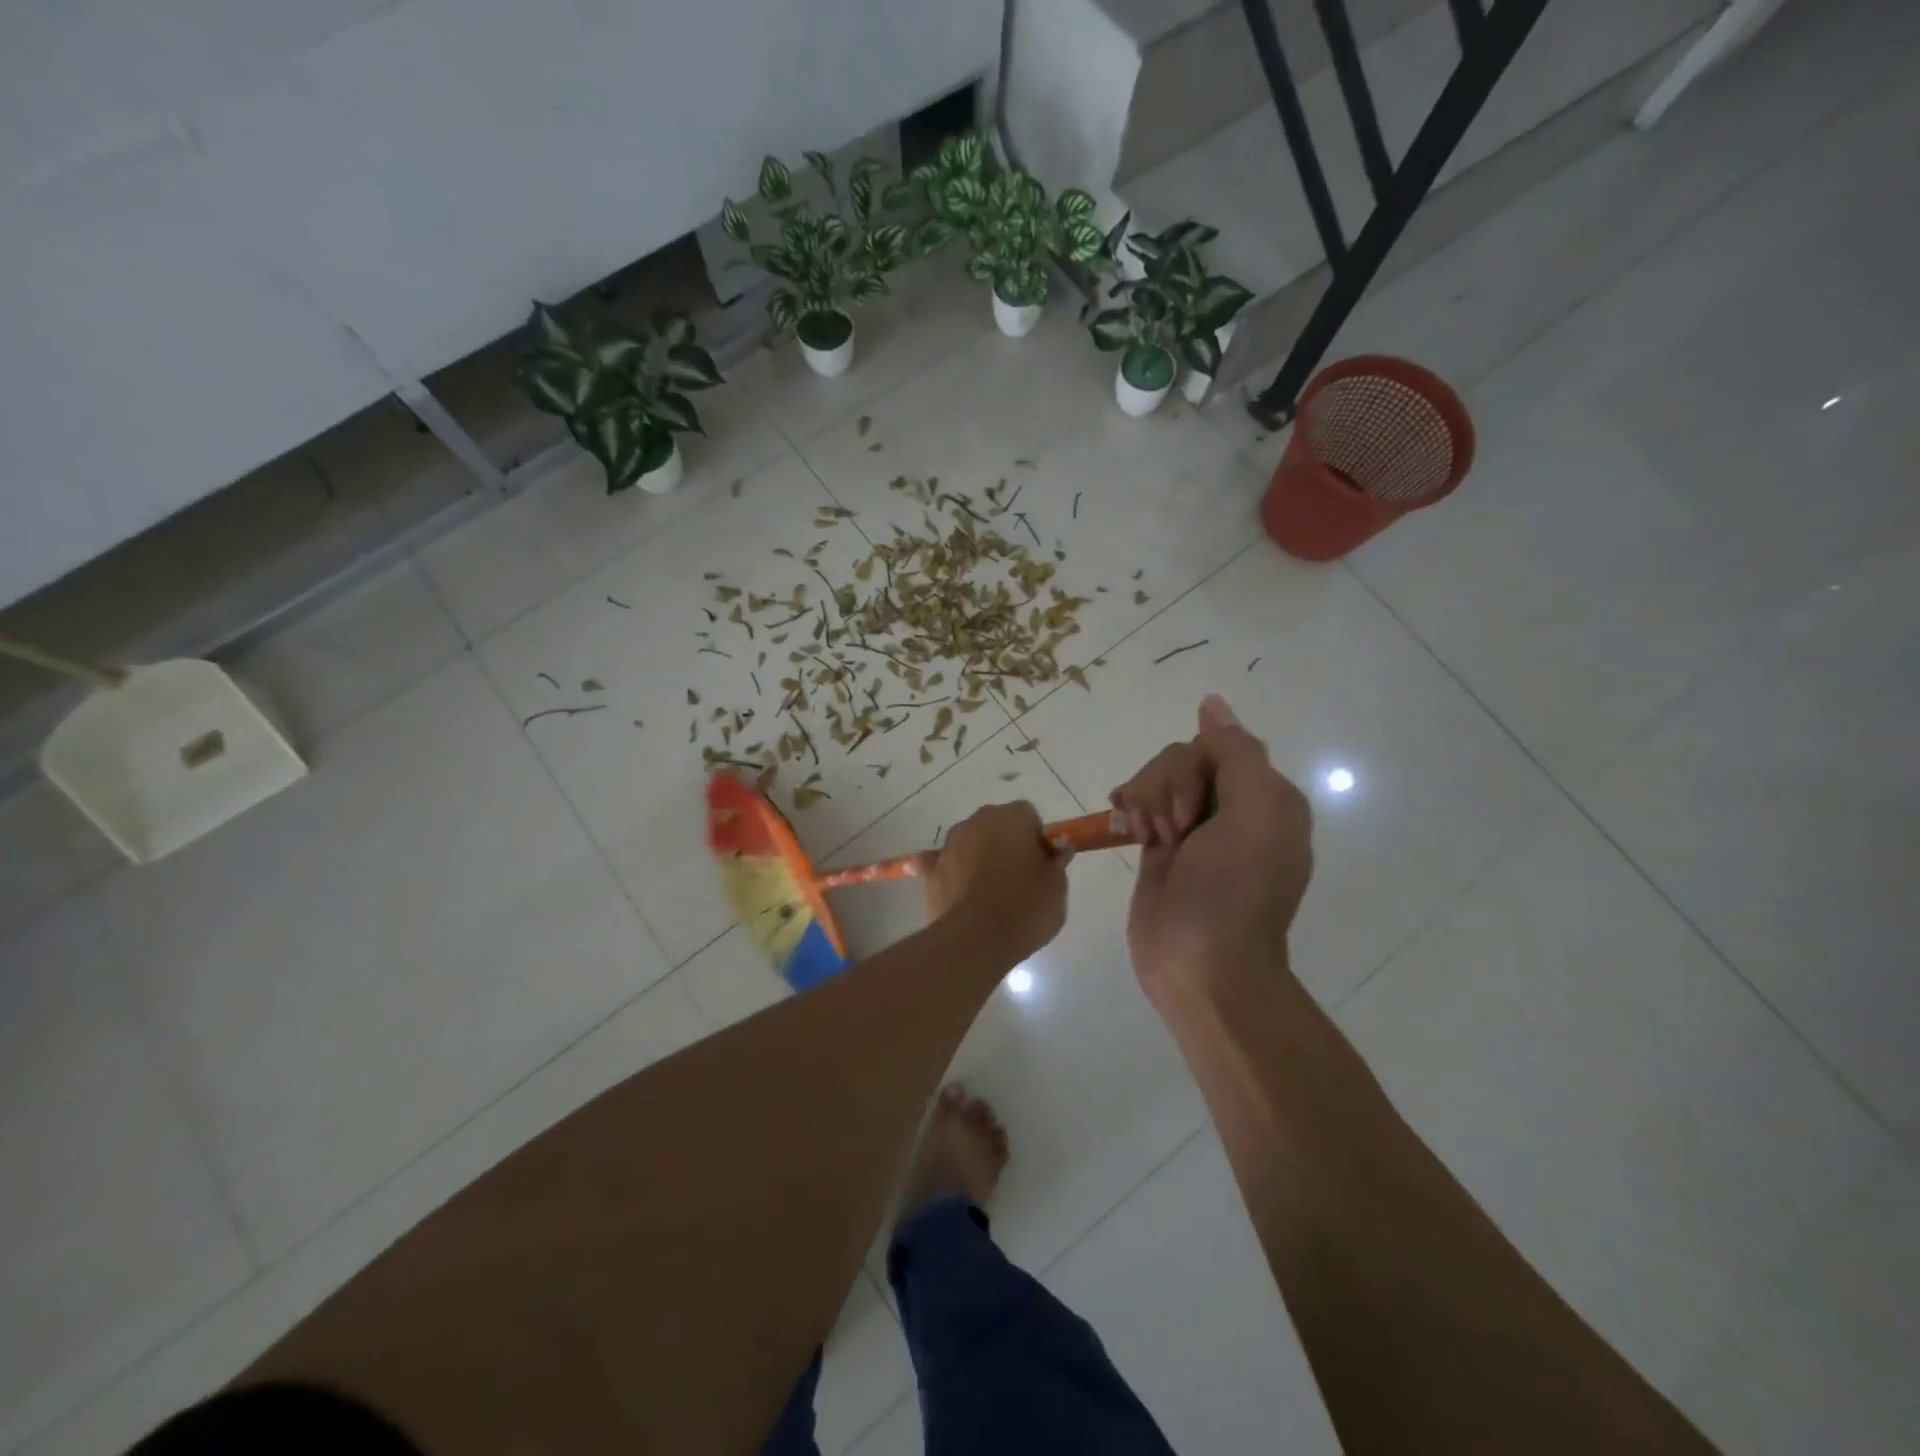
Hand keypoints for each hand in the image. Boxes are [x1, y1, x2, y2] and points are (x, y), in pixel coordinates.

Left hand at [925, 801, 1069, 964]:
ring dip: (978, 856)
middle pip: (995, 824)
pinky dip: (948, 872)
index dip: (1036, 837)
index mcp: (1010, 817)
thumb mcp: (1057, 887)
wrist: (975, 940)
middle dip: (1006, 843)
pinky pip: (940, 864)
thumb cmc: (1024, 909)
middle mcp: (976, 822)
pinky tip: (956, 891)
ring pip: (969, 842)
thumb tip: (1056, 850)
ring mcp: (949, 845)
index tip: (1042, 863)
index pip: (1027, 815)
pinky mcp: (930, 871)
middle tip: (1019, 878)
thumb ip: (1056, 862)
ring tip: (989, 893)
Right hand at [1112, 695, 1312, 1010]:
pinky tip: (1124, 827)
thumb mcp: (1254, 814)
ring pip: (1158, 777)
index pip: (1217, 746)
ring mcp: (1195, 827)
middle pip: (1182, 758)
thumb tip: (1212, 703)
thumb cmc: (1232, 892)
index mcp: (1267, 797)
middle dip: (1165, 787)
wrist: (1201, 966)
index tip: (1190, 816)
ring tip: (1146, 838)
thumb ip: (1236, 753)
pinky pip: (1142, 802)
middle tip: (1170, 833)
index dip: (1191, 770)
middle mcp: (1233, 807)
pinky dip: (1130, 808)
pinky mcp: (1163, 846)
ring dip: (1146, 800)